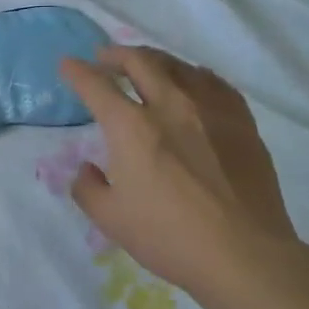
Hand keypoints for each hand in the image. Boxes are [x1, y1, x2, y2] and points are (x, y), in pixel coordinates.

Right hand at [58, 46, 300, 299]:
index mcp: (131, 127)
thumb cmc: (167, 236)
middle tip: (105, 58)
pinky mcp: (242, 123)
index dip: (77, 72)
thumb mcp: (109, 219)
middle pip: (141, 62)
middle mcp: (170, 106)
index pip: (97, 86)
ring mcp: (211, 110)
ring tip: (147, 66)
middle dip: (116, 54)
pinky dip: (196, 75)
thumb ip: (88, 188)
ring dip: (156, 60)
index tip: (67, 64)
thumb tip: (88, 170)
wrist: (242, 253)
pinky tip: (195, 82)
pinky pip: (216, 84)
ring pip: (180, 67)